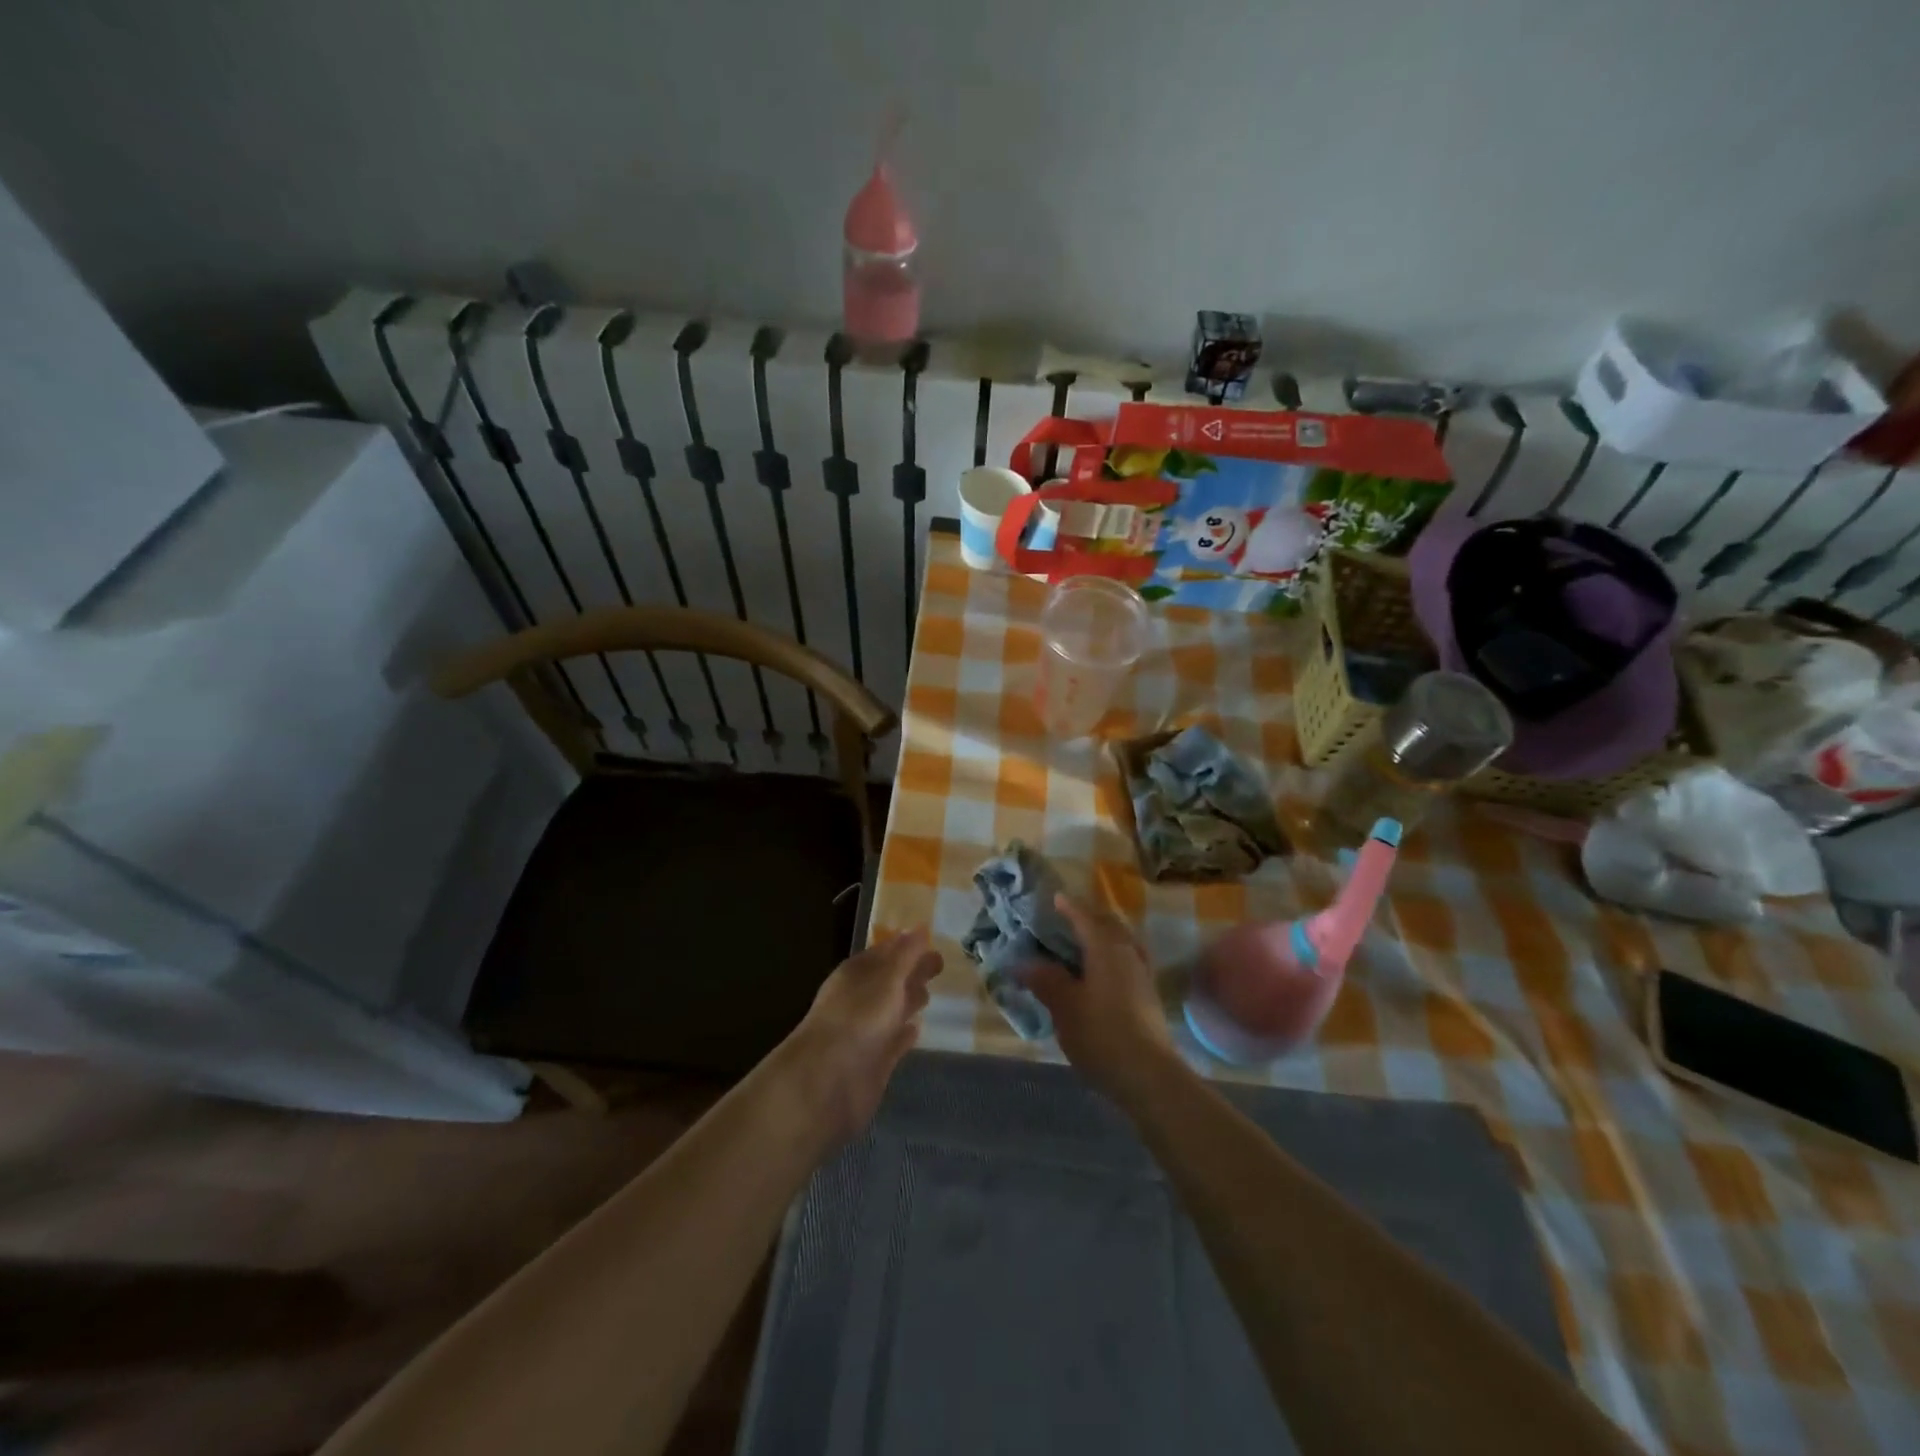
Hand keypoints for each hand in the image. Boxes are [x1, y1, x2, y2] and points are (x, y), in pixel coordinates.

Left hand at [782, 927, 942, 1142]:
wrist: (829, 1080)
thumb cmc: (859, 1017)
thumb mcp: (887, 978)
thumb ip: (906, 955)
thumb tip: (920, 928)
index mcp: (857, 973)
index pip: (884, 952)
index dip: (906, 945)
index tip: (930, 938)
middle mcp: (860, 998)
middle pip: (890, 979)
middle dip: (912, 971)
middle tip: (939, 964)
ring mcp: (866, 1031)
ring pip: (892, 1009)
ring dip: (909, 1000)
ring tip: (930, 994)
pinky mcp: (874, 1061)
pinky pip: (893, 1041)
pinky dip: (905, 1034)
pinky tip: (918, 1029)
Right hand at [1023, 894, 1175, 1103]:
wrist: (1148, 1075)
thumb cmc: (1101, 1033)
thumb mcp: (1064, 1006)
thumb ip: (1045, 980)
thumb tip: (1024, 963)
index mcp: (1106, 947)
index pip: (1085, 917)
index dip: (1069, 907)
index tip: (1055, 898)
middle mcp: (1128, 952)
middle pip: (1109, 925)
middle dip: (1089, 918)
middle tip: (1068, 920)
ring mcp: (1142, 974)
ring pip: (1122, 942)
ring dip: (1104, 937)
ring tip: (1083, 944)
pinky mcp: (1149, 996)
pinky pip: (1129, 961)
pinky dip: (1113, 957)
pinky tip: (1101, 974)